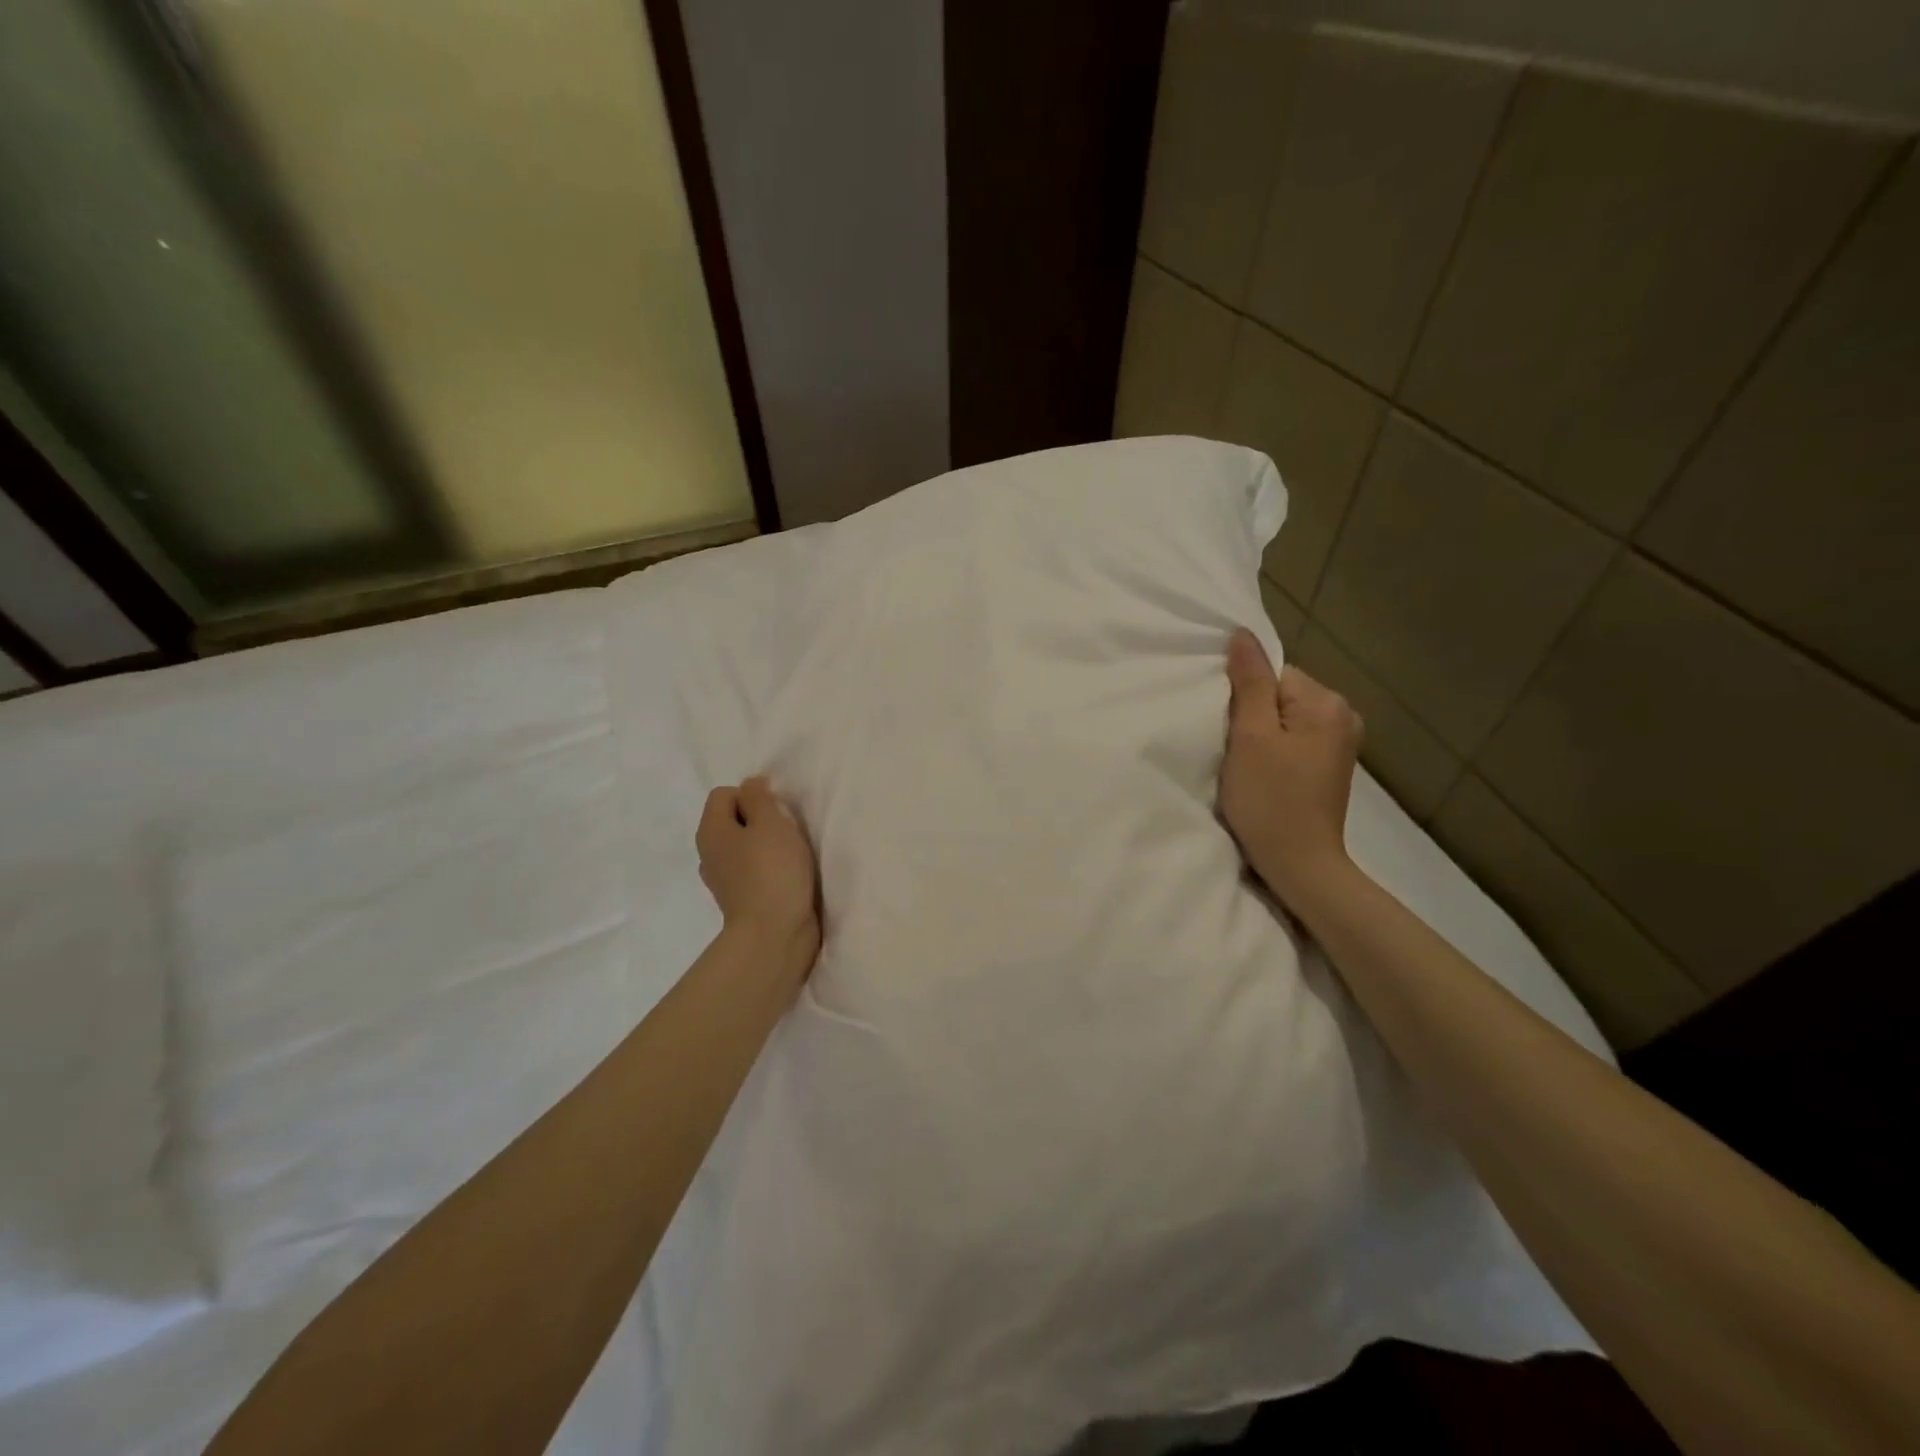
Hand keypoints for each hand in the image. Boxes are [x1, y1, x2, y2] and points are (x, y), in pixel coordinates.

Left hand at [696, 776, 820, 979]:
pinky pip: (753, 871)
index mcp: (711, 831)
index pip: (724, 794)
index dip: (752, 796)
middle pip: (734, 820)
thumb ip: (760, 798)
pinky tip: (788, 878)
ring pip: (745, 847)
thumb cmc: (772, 872)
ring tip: (790, 856)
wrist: (774, 935)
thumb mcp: (771, 823)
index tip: (776, 813)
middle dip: (761, 821)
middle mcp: (710, 854)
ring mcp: (723, 880)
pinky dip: (769, 870)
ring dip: (767, 846)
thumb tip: (751, 785)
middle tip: (786, 833)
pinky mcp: (741, 900)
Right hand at [1219, 629, 1363, 907]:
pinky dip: (1273, 751)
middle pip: (1280, 694)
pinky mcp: (1330, 766)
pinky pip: (1293, 740)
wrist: (1299, 864)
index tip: (1231, 731)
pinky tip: (1263, 775)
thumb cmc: (1270, 799)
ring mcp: (1340, 743)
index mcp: (1326, 703)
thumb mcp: (1251, 737)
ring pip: (1284, 719)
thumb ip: (1248, 682)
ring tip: (1247, 765)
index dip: (1244, 698)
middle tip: (1235, 749)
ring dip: (1260, 735)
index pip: (1273, 674)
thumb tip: (1243, 634)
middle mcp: (1343, 716)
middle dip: (1253, 715)